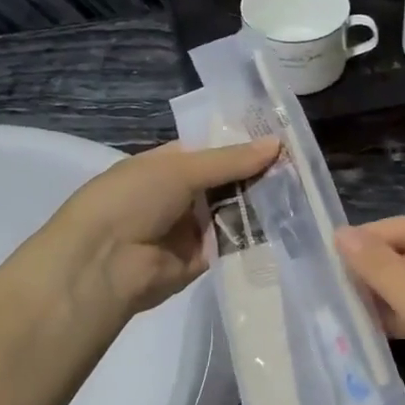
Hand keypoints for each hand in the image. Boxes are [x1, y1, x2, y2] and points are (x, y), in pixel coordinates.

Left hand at [34, 137, 278, 320]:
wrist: (102, 265)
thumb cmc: (132, 200)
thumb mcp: (180, 169)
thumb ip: (230, 160)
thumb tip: (277, 144)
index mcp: (168, 164)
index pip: (214, 151)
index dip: (245, 145)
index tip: (283, 140)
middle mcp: (180, 194)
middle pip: (228, 181)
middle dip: (258, 174)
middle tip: (300, 166)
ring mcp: (191, 227)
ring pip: (234, 210)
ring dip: (261, 203)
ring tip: (302, 190)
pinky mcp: (202, 259)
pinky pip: (233, 242)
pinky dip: (256, 234)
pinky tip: (288, 221)